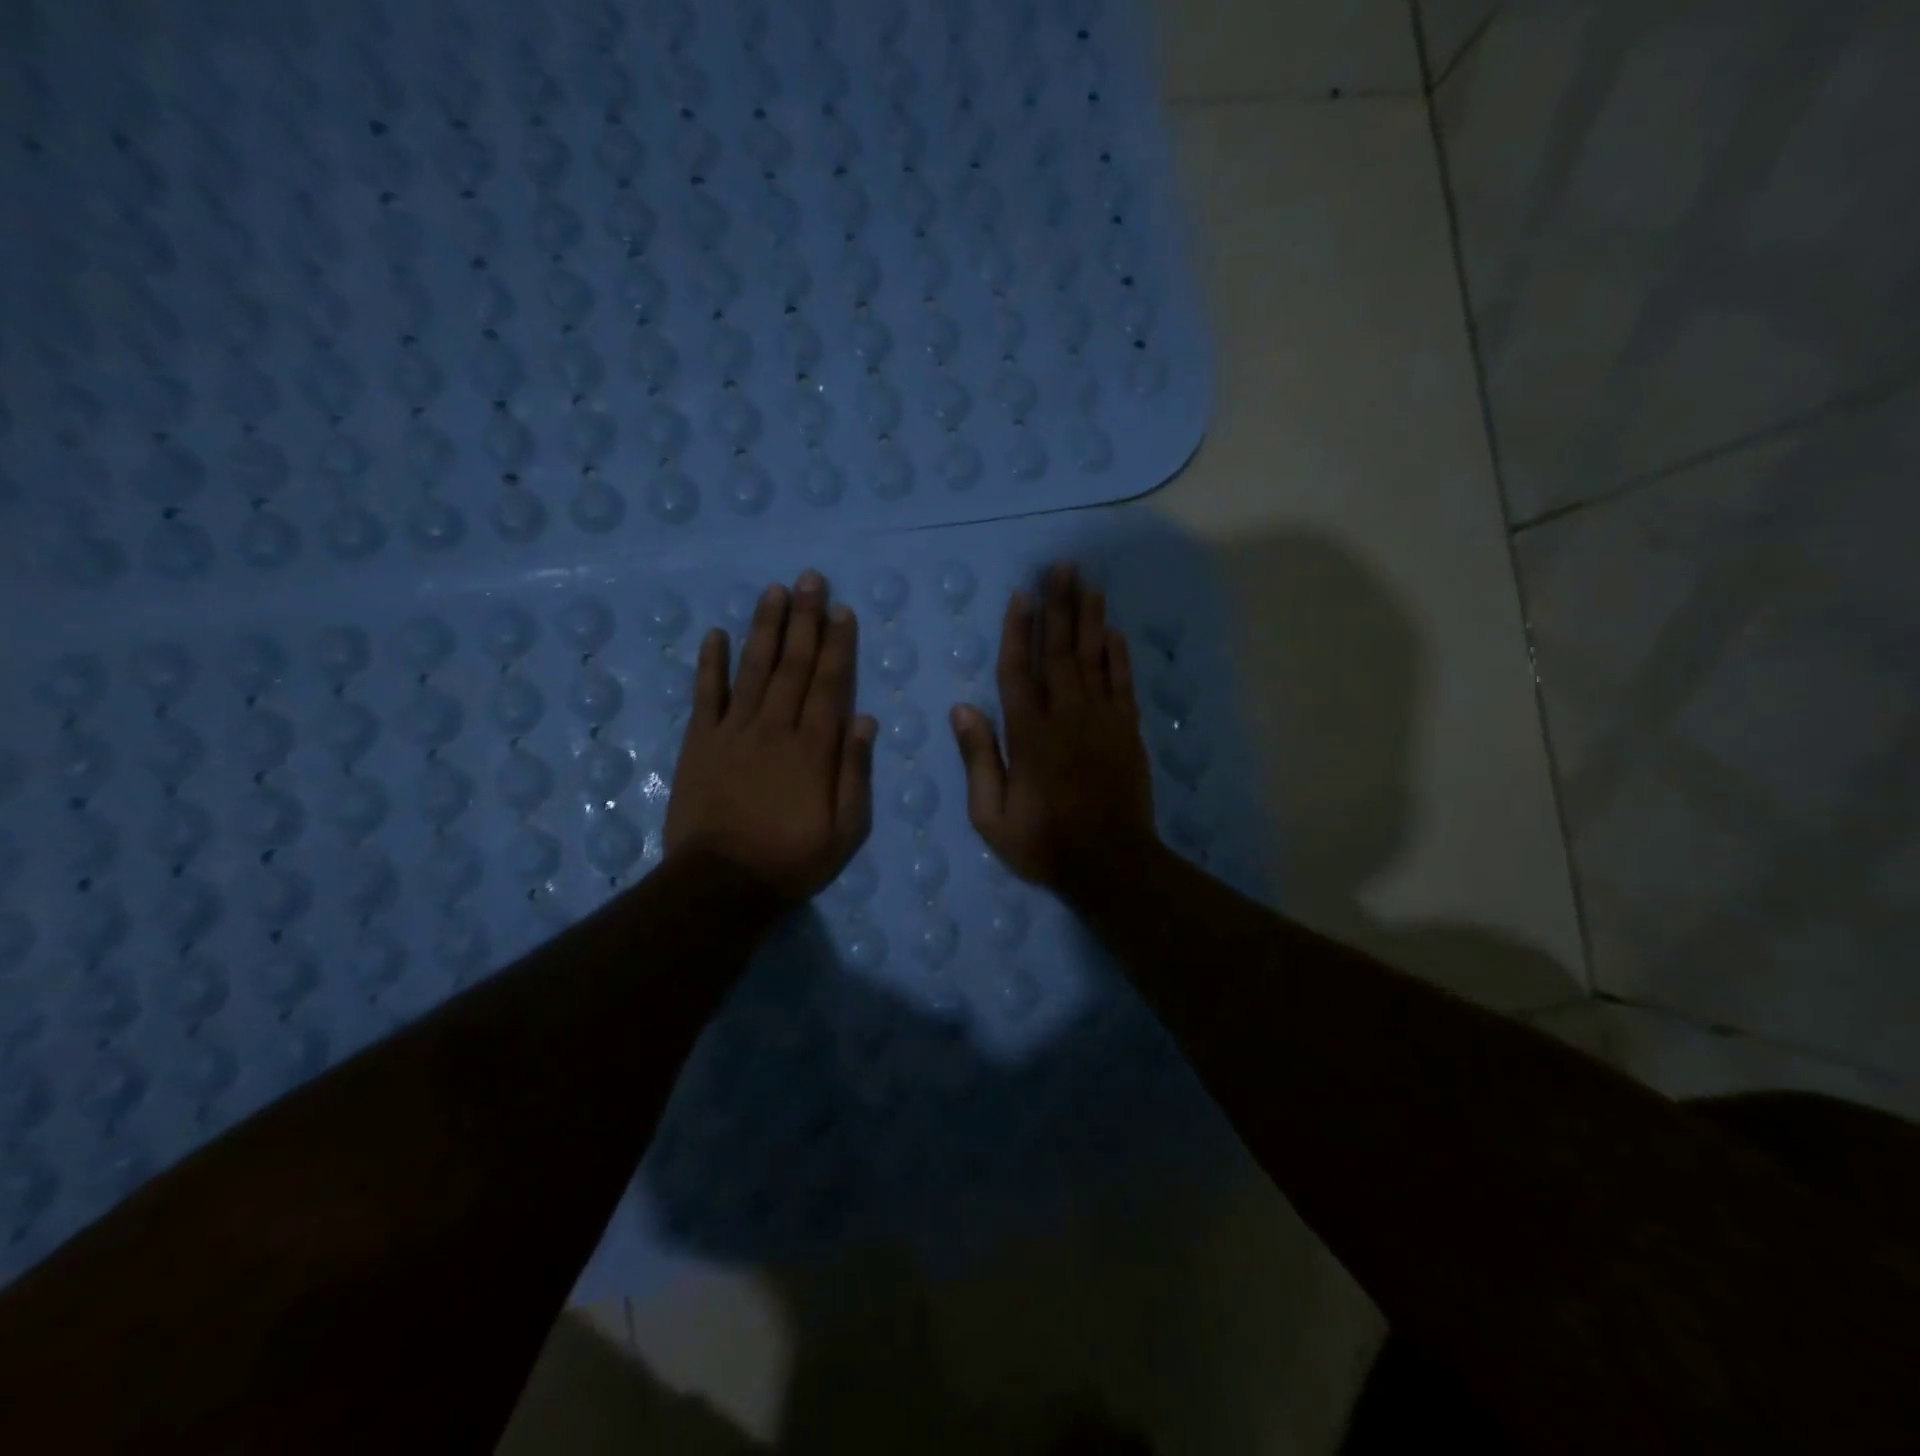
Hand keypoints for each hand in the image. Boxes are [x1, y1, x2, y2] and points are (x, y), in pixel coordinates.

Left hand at [665, 571, 877, 904]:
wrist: (720, 884)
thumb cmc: (790, 859)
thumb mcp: (845, 830)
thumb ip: (855, 772)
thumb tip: (865, 718)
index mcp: (813, 748)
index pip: (830, 684)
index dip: (837, 645)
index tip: (842, 611)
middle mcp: (775, 727)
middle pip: (793, 665)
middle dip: (805, 620)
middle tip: (811, 580)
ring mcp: (733, 731)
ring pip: (753, 668)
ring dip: (765, 627)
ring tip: (774, 591)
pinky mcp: (699, 742)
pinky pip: (706, 694)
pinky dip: (710, 663)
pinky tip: (715, 633)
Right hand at [949, 562, 1156, 888]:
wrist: (1111, 864)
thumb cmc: (1044, 842)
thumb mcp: (991, 815)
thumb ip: (978, 759)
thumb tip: (961, 708)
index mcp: (1028, 734)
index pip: (1018, 671)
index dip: (1017, 631)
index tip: (1020, 595)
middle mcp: (1066, 716)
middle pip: (1059, 651)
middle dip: (1058, 606)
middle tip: (1061, 567)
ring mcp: (1102, 720)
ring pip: (1094, 658)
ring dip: (1090, 619)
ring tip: (1088, 583)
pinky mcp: (1128, 731)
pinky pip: (1122, 683)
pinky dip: (1118, 655)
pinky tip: (1114, 631)